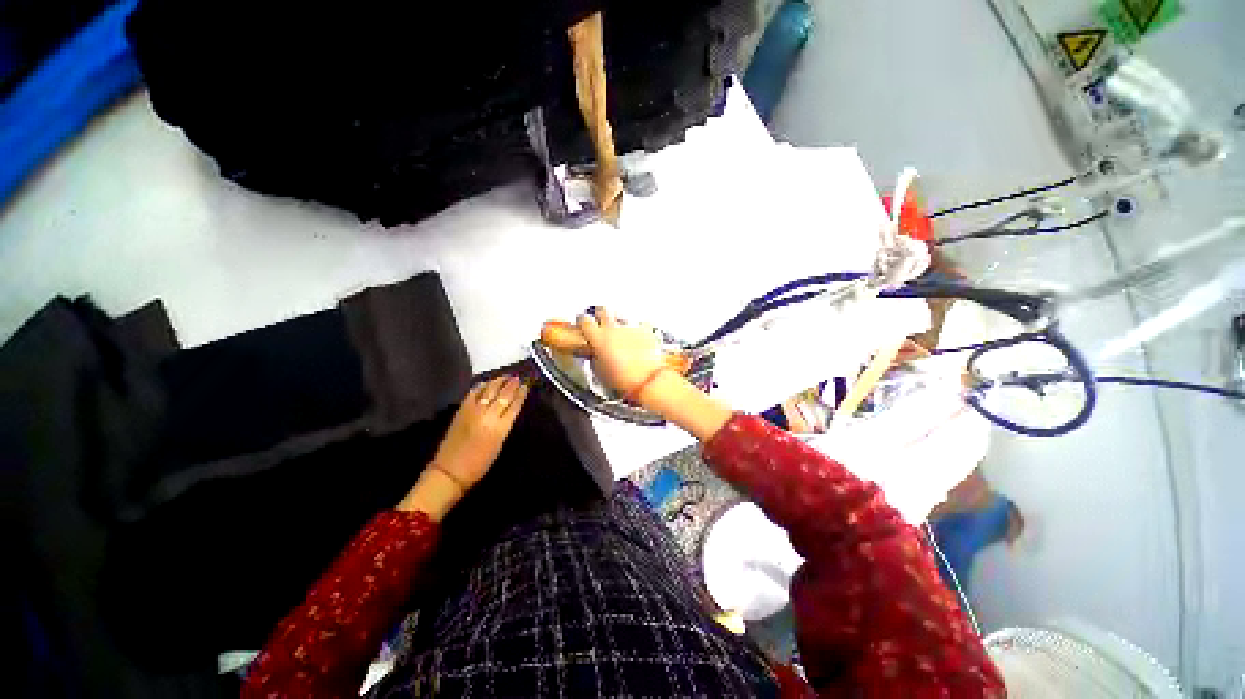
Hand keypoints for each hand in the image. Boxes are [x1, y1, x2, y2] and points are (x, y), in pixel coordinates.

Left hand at [432, 375, 529, 488]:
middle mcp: (488, 416)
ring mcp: (474, 411)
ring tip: (505, 376)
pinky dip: (481, 386)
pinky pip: (473, 393)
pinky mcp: (462, 410)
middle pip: (503, 395)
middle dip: (512, 385)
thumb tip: (510, 408)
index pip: (514, 405)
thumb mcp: (499, 444)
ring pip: (489, 391)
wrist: (451, 471)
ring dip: (498, 382)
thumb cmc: (480, 463)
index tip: (526, 386)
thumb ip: (505, 424)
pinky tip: (486, 383)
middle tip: (517, 377)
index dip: (521, 394)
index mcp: (501, 428)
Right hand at [576, 307, 665, 396]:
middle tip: (600, 321)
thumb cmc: (623, 380)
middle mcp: (613, 328)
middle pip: (603, 310)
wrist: (648, 380)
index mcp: (598, 338)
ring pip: (621, 317)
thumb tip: (594, 354)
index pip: (584, 320)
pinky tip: (638, 338)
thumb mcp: (600, 373)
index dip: (582, 321)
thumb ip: (594, 358)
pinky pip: (639, 324)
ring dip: (619, 323)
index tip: (583, 323)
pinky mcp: (646, 330)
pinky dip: (637, 330)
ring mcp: (630, 327)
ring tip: (621, 334)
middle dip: (600, 314)